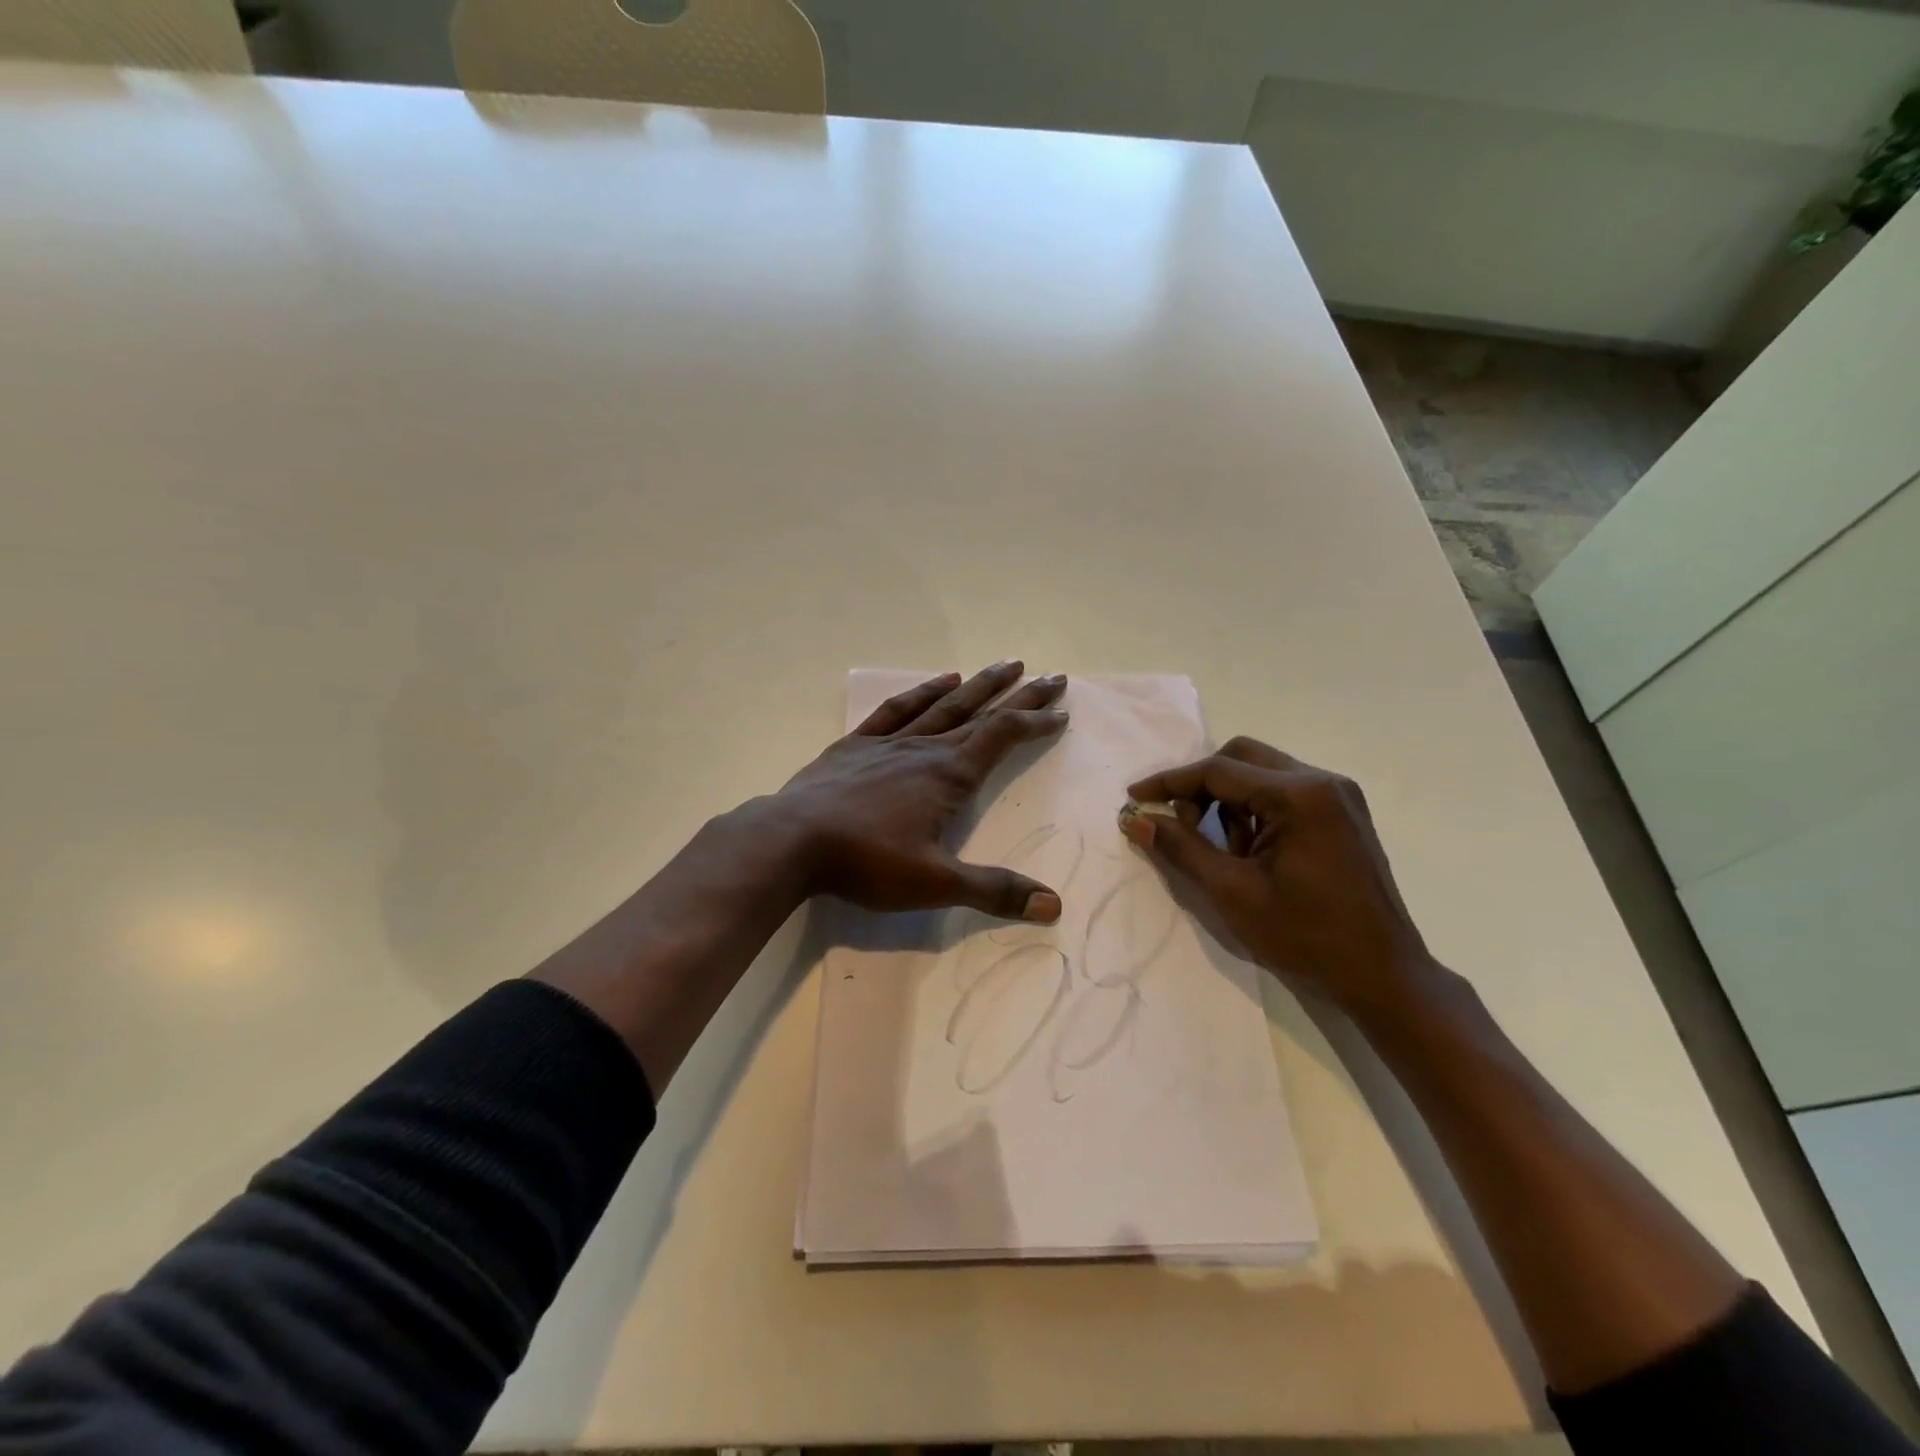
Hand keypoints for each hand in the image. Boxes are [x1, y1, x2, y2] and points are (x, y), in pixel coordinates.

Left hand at [755, 661, 1070, 921]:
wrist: (791, 840)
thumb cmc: (867, 861)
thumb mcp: (936, 883)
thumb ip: (994, 890)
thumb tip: (1054, 905)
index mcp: (949, 775)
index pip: (1003, 737)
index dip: (1035, 722)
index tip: (1061, 712)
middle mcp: (926, 748)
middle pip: (982, 713)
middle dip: (1019, 695)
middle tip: (1051, 676)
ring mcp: (889, 742)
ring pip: (944, 704)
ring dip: (978, 685)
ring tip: (1003, 665)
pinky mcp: (856, 745)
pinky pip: (897, 709)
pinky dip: (922, 692)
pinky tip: (938, 681)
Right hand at [1120, 737, 1433, 1018]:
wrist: (1383, 976)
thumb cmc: (1306, 937)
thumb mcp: (1232, 893)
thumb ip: (1181, 848)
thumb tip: (1136, 819)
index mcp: (1299, 795)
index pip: (1218, 770)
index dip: (1169, 782)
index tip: (1134, 797)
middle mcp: (1322, 781)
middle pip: (1241, 758)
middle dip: (1200, 786)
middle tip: (1178, 823)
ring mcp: (1338, 796)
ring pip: (1261, 773)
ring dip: (1227, 800)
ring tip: (1220, 849)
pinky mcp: (1342, 813)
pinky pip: (1283, 792)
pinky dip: (1254, 810)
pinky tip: (1249, 851)